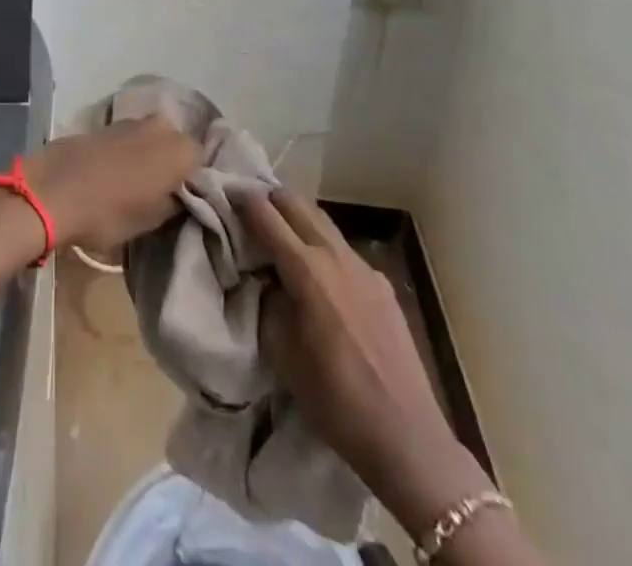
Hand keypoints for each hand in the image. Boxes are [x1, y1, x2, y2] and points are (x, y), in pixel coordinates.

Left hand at [20, 117, 199, 252]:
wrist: (52, 189)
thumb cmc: (108, 211)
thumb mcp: (151, 220)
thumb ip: (175, 203)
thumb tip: (181, 194)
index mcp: (180, 149)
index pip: (203, 161)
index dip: (196, 181)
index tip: (186, 200)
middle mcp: (161, 127)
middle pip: (177, 145)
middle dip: (172, 164)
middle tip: (163, 192)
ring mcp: (130, 121)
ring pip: (151, 139)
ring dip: (148, 156)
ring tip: (137, 183)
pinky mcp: (104, 124)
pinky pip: (127, 139)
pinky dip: (126, 152)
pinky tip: (114, 172)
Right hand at [243, 189, 492, 538]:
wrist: (406, 436)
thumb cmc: (334, 398)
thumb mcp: (280, 352)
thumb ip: (266, 301)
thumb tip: (263, 277)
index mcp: (306, 269)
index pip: (265, 214)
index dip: (242, 199)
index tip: (225, 193)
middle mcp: (335, 255)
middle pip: (296, 203)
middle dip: (269, 198)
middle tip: (248, 205)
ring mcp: (363, 267)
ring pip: (322, 221)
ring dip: (296, 216)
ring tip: (278, 230)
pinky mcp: (382, 284)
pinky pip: (343, 249)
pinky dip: (321, 244)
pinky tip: (317, 271)